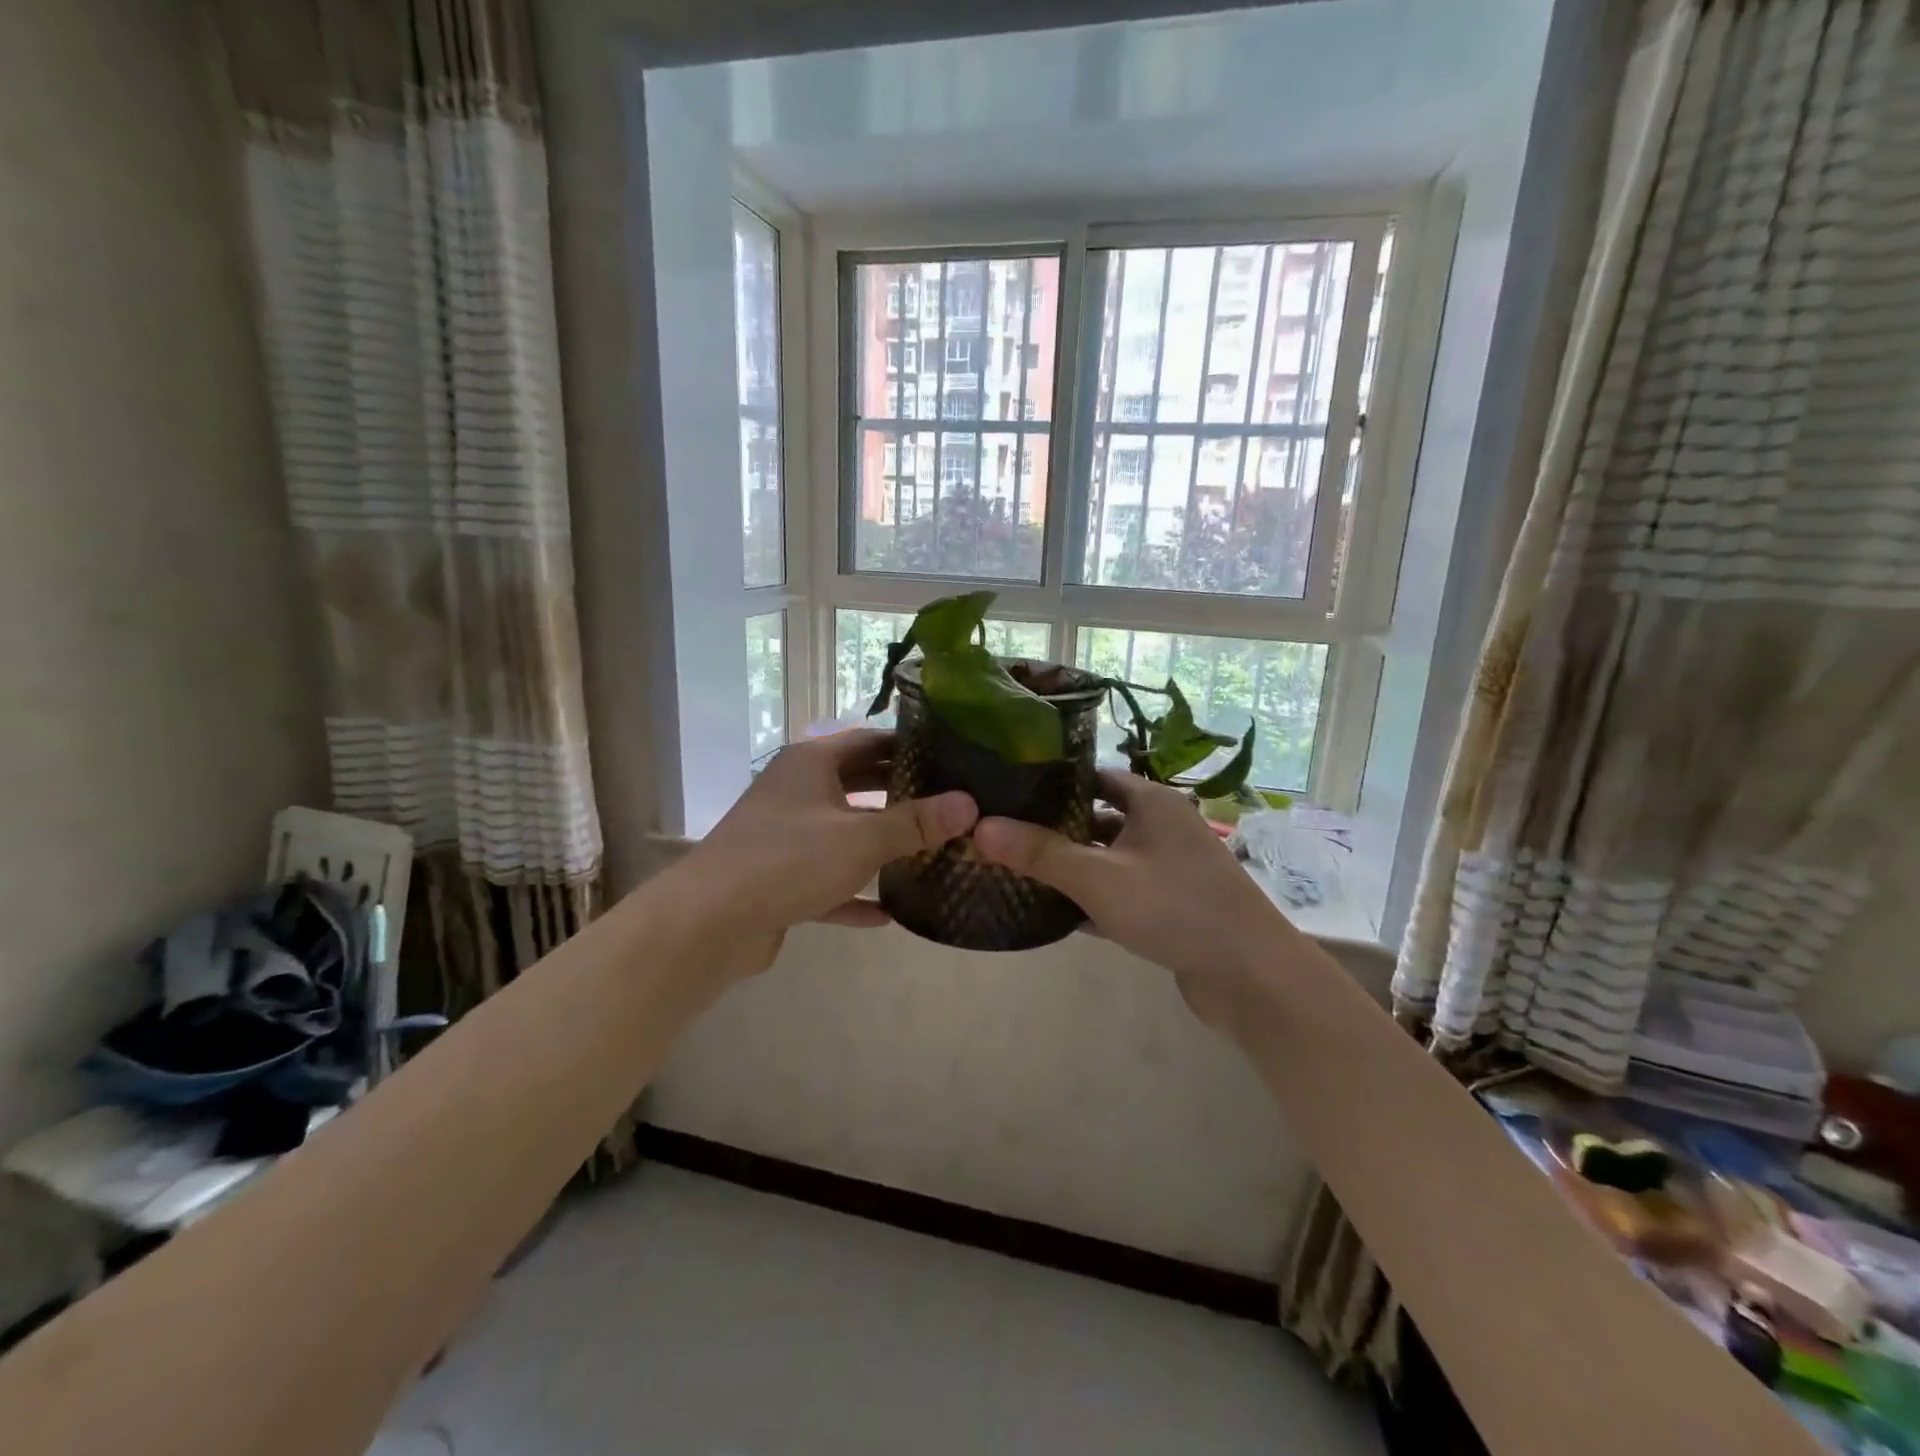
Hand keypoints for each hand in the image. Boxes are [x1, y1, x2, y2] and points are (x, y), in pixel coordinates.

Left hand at [667, 731, 977, 973]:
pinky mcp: (778, 877)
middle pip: (857, 783)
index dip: (909, 746)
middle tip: (949, 805)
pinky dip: (853, 891)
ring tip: (928, 852)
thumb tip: (969, 804)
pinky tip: (887, 913)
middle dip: (900, 795)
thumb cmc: (789, 860)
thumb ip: (915, 823)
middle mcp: (797, 790)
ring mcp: (785, 834)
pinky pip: (826, 879)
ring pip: (842, 832)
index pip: (869, 739)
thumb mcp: (861, 838)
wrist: (709, 921)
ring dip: (879, 844)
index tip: (951, 758)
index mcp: (812, 763)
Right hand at [972, 771, 1292, 1026]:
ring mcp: (1168, 869)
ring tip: (1018, 871)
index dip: (1055, 783)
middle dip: (1055, 829)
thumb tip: (979, 827)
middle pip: (1098, 819)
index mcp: (1152, 802)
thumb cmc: (1174, 906)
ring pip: (1108, 860)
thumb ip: (1040, 853)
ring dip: (1072, 868)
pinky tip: (1052, 913)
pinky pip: (1120, 894)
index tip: (1011, 792)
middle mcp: (1162, 827)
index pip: (1095, 777)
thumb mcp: (1099, 877)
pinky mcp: (1169, 907)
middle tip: (1004, 835)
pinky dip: (1091, 900)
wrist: (1250, 975)